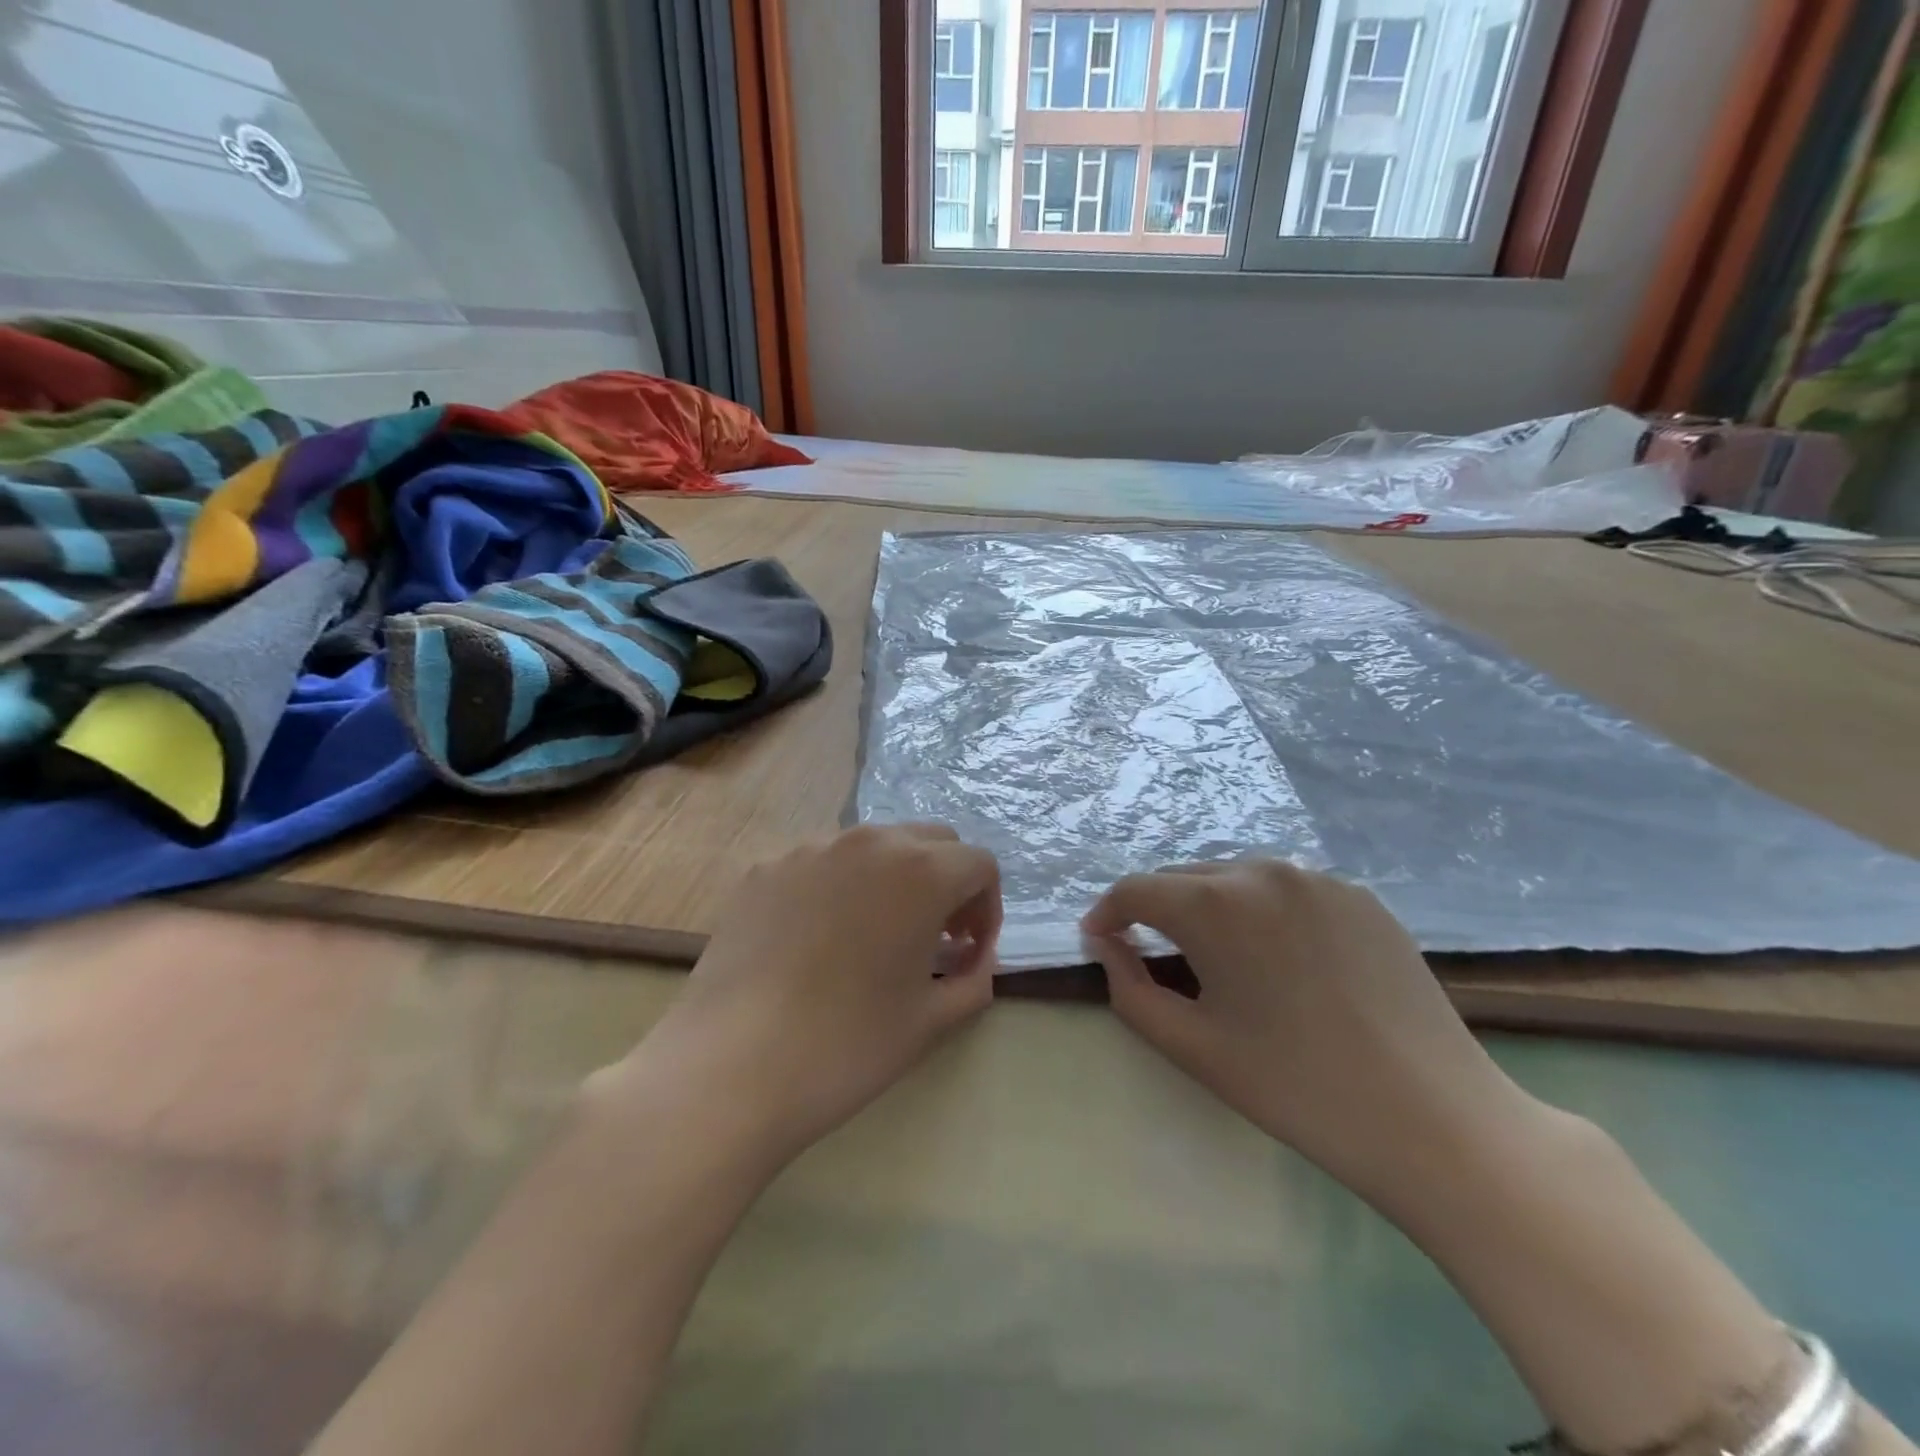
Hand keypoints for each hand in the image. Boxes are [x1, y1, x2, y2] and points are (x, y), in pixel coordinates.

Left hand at [611, 825, 1000, 1165]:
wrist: (731, 1067)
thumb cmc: (847, 1045)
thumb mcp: (931, 1021)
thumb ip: (974, 979)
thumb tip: (974, 959)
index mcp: (921, 870)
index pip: (979, 864)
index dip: (986, 907)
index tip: (968, 951)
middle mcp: (869, 841)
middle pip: (931, 841)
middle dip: (946, 882)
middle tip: (933, 938)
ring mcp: (810, 849)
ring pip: (874, 846)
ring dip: (893, 880)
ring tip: (873, 936)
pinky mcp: (765, 868)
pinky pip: (821, 863)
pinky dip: (839, 887)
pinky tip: (817, 941)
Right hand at [1083, 860, 1540, 1206]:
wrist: (1435, 1121)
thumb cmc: (1295, 1088)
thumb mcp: (1191, 1046)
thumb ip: (1128, 988)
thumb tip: (1107, 945)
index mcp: (1216, 902)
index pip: (1136, 889)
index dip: (1108, 914)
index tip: (1099, 942)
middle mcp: (1263, 871)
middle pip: (1185, 878)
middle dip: (1157, 910)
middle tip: (1152, 955)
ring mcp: (1319, 878)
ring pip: (1237, 879)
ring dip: (1210, 908)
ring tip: (1216, 957)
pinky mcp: (1360, 896)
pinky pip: (1288, 891)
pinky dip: (1263, 913)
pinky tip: (1279, 959)